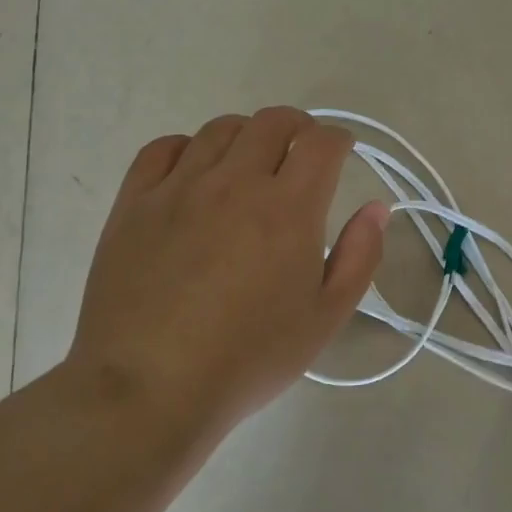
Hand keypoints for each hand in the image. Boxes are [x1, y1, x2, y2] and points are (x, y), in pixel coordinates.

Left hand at [67, 108, 388, 436]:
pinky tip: (194, 171)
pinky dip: (188, 147)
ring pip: (221, 129)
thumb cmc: (248, 358)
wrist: (148, 389)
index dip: (338, 139)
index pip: (321, 142)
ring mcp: (180, 188)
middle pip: (273, 121)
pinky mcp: (135, 203)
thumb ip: (359, 256)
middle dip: (298, 126)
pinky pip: (163, 149)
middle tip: (302, 150)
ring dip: (247, 135)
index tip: (342, 152)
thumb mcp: (325, 318)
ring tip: (251, 161)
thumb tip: (376, 208)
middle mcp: (235, 183)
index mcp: (288, 208)